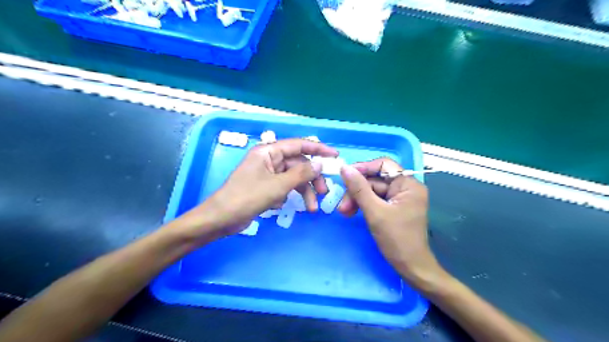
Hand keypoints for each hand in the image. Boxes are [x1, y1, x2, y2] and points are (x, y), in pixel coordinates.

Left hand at [178, 138, 336, 236]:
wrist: (221, 219)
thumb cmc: (247, 198)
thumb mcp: (277, 186)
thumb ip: (301, 174)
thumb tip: (320, 164)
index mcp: (268, 151)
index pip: (299, 145)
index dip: (318, 149)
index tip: (335, 156)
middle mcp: (269, 159)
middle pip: (298, 164)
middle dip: (311, 179)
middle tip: (324, 193)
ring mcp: (267, 173)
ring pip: (293, 178)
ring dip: (303, 192)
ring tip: (311, 208)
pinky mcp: (265, 186)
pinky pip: (284, 187)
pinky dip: (287, 195)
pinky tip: (280, 206)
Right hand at [337, 160, 443, 287]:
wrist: (411, 268)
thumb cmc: (397, 239)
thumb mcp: (375, 212)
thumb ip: (359, 188)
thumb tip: (344, 168)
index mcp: (408, 184)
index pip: (384, 165)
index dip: (364, 168)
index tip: (345, 175)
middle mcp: (406, 188)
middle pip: (376, 180)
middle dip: (357, 191)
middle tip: (342, 205)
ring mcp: (400, 198)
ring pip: (373, 191)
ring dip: (357, 199)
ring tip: (344, 212)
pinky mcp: (394, 208)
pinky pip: (375, 200)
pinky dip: (363, 205)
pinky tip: (352, 213)